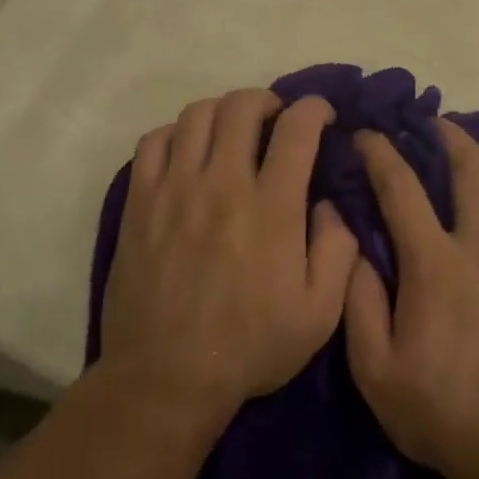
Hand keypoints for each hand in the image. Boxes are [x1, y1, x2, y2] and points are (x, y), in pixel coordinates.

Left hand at [100, 90, 357, 418]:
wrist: (166, 378)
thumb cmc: (249, 347)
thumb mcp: (319, 314)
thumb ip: (338, 251)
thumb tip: (329, 203)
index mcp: (271, 207)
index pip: (296, 128)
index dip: (314, 108)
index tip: (320, 114)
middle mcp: (223, 183)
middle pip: (242, 106)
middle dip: (266, 100)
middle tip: (274, 121)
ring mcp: (175, 188)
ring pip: (196, 114)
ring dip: (222, 113)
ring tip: (231, 133)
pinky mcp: (140, 201)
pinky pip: (152, 141)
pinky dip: (175, 134)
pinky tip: (186, 154)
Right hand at [344, 119, 478, 478]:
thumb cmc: (440, 411)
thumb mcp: (374, 368)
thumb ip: (357, 299)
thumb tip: (351, 242)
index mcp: (435, 265)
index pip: (402, 187)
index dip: (381, 153)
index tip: (368, 135)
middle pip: (470, 167)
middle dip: (446, 135)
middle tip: (431, 125)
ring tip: (476, 149)